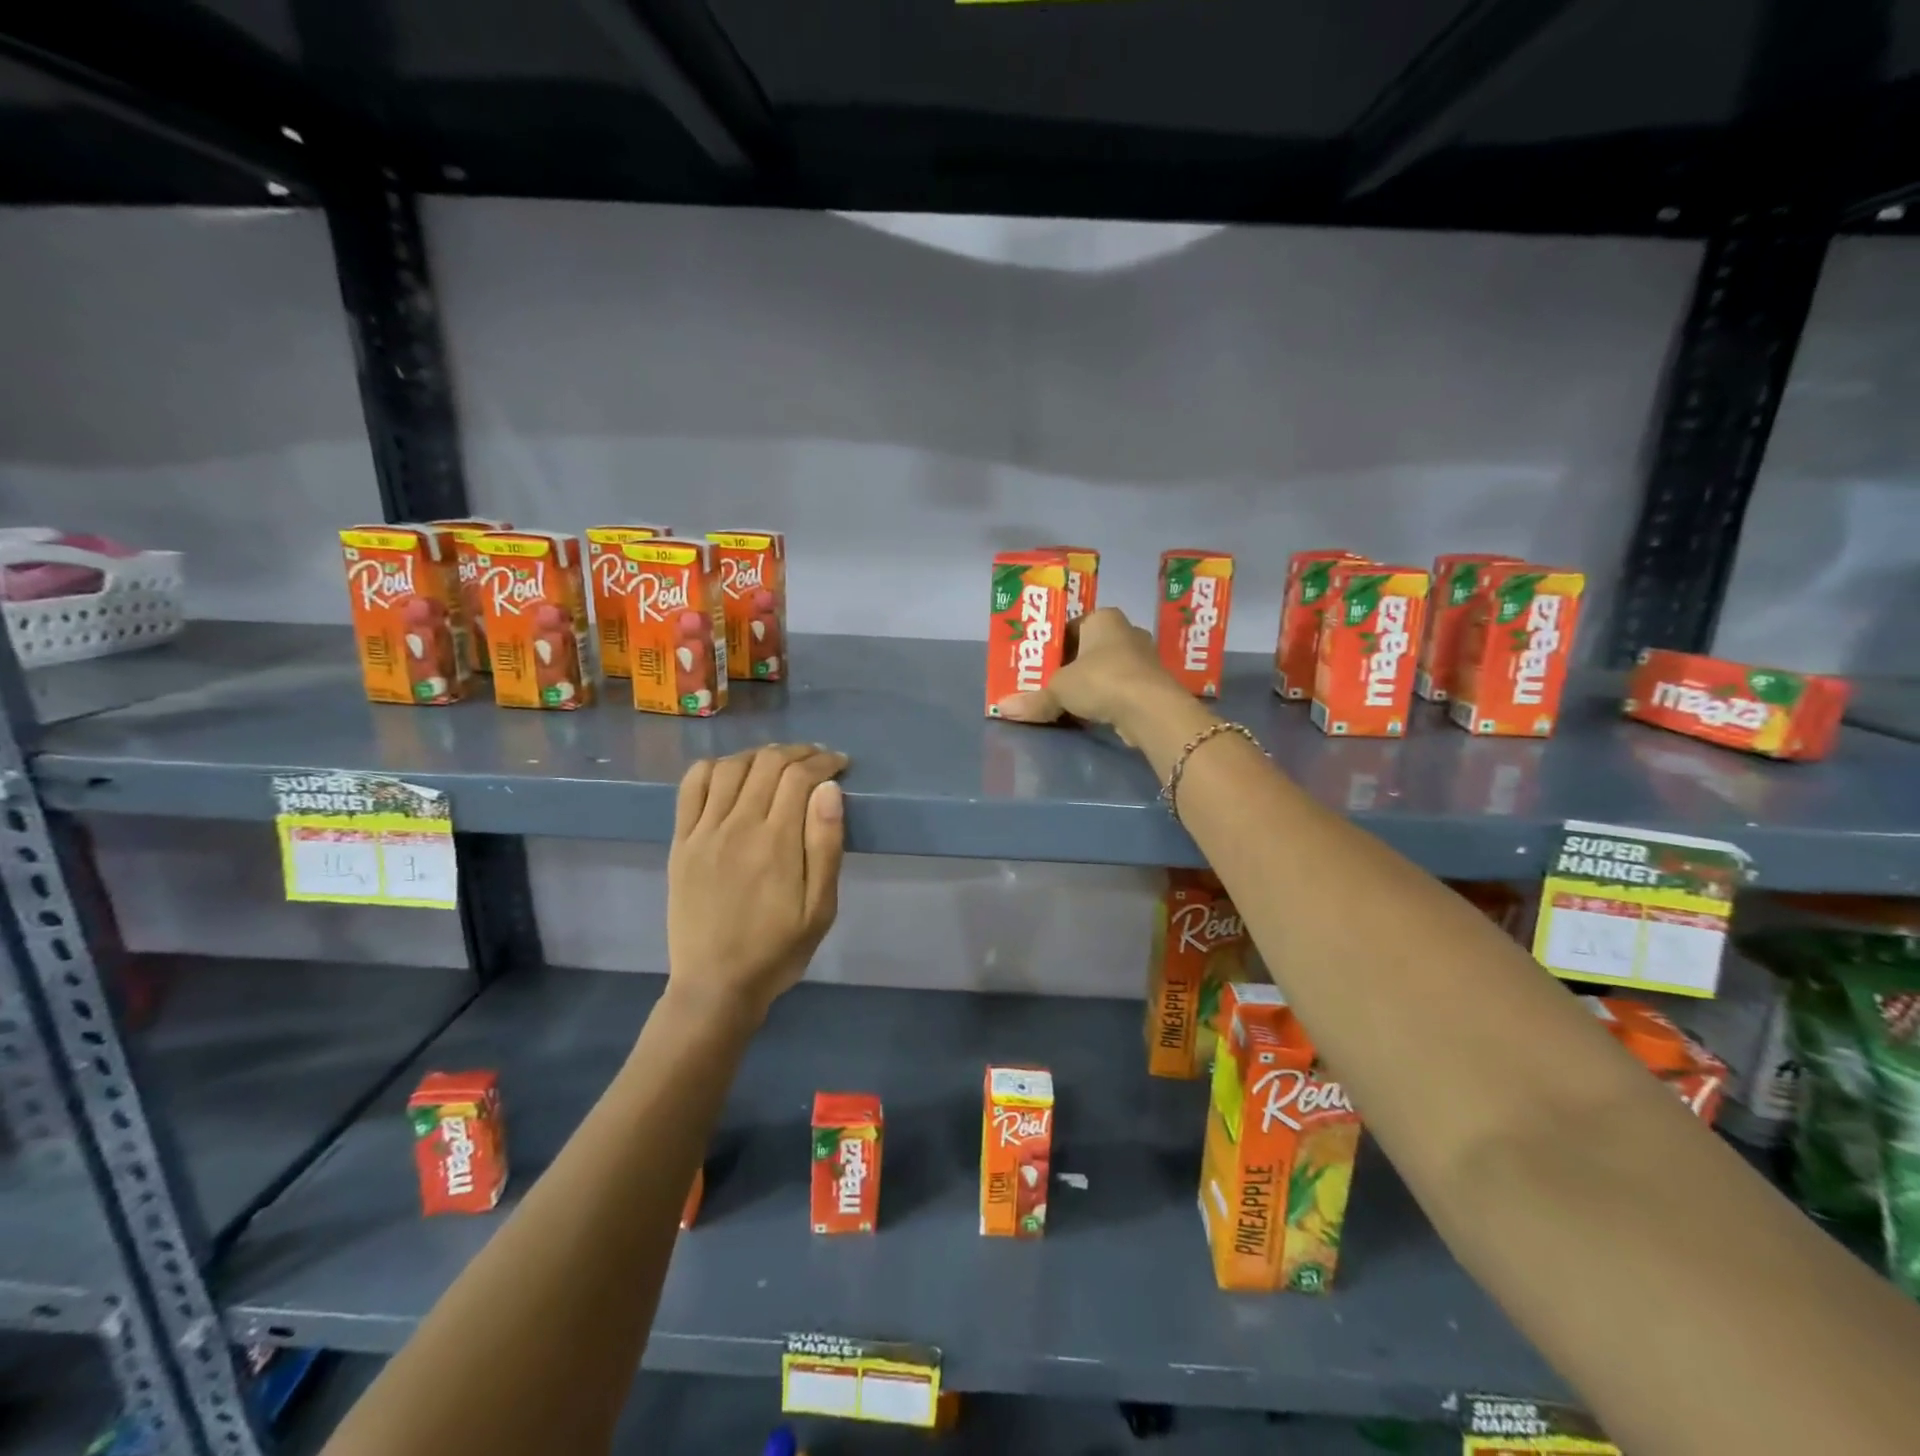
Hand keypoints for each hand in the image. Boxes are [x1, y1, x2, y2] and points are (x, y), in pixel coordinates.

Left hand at [666, 744, 847, 1025]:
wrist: (715, 985)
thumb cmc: (778, 950)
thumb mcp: (820, 908)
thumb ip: (825, 845)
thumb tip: (829, 789)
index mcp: (776, 842)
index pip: (800, 777)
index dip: (824, 761)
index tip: (840, 763)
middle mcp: (737, 826)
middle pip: (768, 763)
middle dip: (799, 752)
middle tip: (817, 759)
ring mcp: (704, 831)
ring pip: (731, 766)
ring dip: (760, 754)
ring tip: (779, 763)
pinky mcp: (681, 841)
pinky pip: (692, 786)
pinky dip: (714, 767)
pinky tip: (732, 772)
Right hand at [994, 607, 1191, 743]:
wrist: (1150, 708)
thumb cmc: (1101, 680)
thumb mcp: (1059, 689)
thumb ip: (1034, 698)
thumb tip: (1002, 709)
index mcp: (1103, 618)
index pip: (1071, 626)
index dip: (1053, 645)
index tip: (1038, 665)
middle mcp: (1126, 631)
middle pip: (1088, 649)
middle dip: (1070, 667)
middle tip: (1047, 684)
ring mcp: (1143, 658)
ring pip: (1105, 669)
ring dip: (1088, 684)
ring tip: (1065, 701)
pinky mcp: (1151, 684)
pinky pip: (1119, 688)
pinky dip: (1105, 699)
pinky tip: (1090, 713)